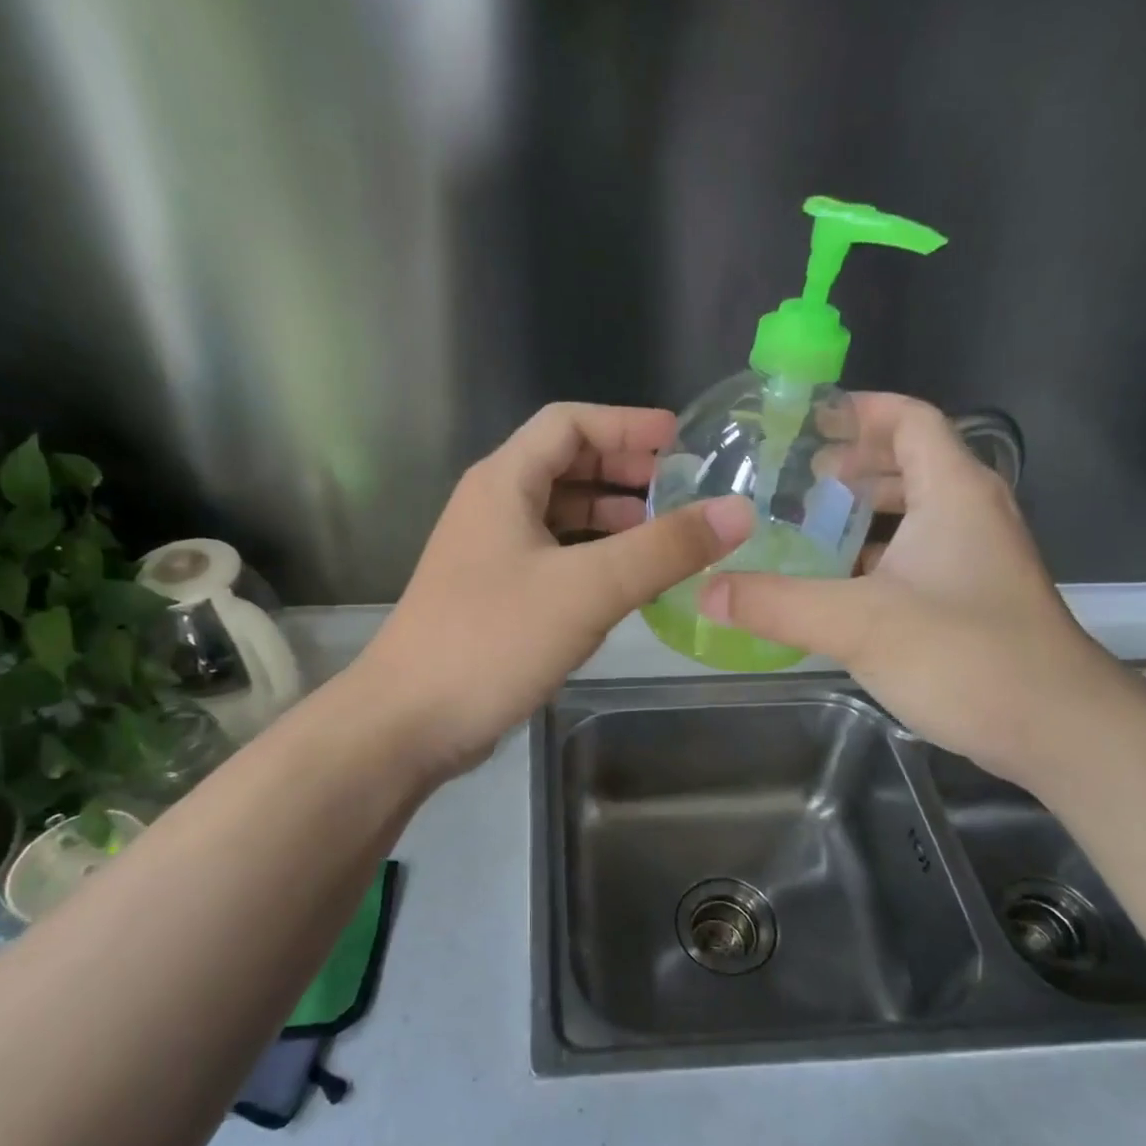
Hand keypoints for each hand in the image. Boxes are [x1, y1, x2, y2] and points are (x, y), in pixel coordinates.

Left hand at [362, 403, 753, 774]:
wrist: (409, 721)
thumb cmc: (492, 640)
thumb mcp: (587, 589)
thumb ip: (664, 549)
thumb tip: (737, 511)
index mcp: (503, 483)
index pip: (569, 424)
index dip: (627, 424)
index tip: (682, 442)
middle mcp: (492, 508)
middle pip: (565, 467)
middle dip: (626, 473)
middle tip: (684, 492)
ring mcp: (490, 555)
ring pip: (561, 518)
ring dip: (612, 520)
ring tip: (667, 537)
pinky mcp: (495, 598)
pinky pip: (554, 559)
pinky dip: (594, 560)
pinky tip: (628, 584)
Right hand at [698, 394, 1126, 780]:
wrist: (1058, 730)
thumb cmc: (966, 656)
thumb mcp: (859, 624)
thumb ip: (776, 604)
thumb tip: (706, 591)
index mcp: (954, 493)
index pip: (910, 419)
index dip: (860, 410)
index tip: (805, 422)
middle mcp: (972, 515)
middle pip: (911, 462)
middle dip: (853, 462)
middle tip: (793, 479)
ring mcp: (977, 559)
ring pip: (914, 514)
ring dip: (864, 512)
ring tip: (806, 525)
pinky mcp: (973, 600)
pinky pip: (917, 556)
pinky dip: (875, 556)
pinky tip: (835, 584)